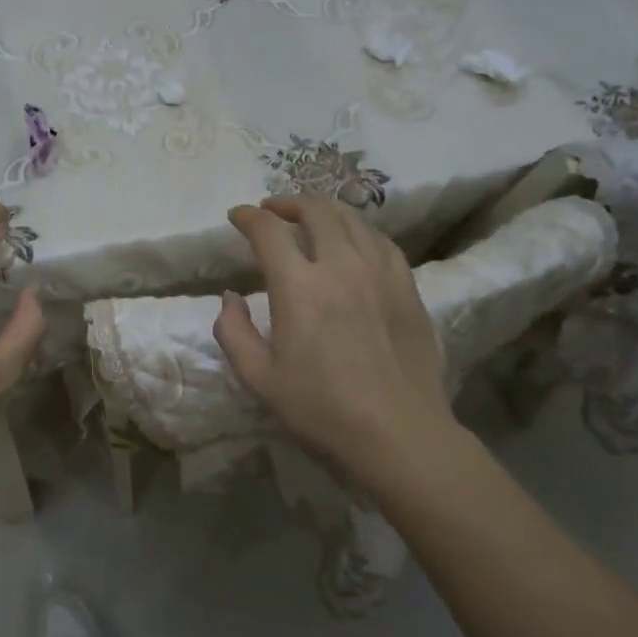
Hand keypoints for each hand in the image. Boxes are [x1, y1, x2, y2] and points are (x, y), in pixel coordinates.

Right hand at [214, 196, 457, 488]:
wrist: (398, 433)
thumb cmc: (322, 409)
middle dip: (287, 203)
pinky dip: (359, 230)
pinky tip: (353, 242)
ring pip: (352, 219)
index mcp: (299, 287)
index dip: (248, 217)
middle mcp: (340, 266)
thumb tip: (230, 297)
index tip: (237, 217)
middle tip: (272, 212)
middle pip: (315, 211)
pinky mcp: (407, 286)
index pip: (268, 231)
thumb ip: (233, 332)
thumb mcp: (259, 378)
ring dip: (324, 211)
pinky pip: (381, 241)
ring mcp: (380, 272)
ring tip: (310, 220)